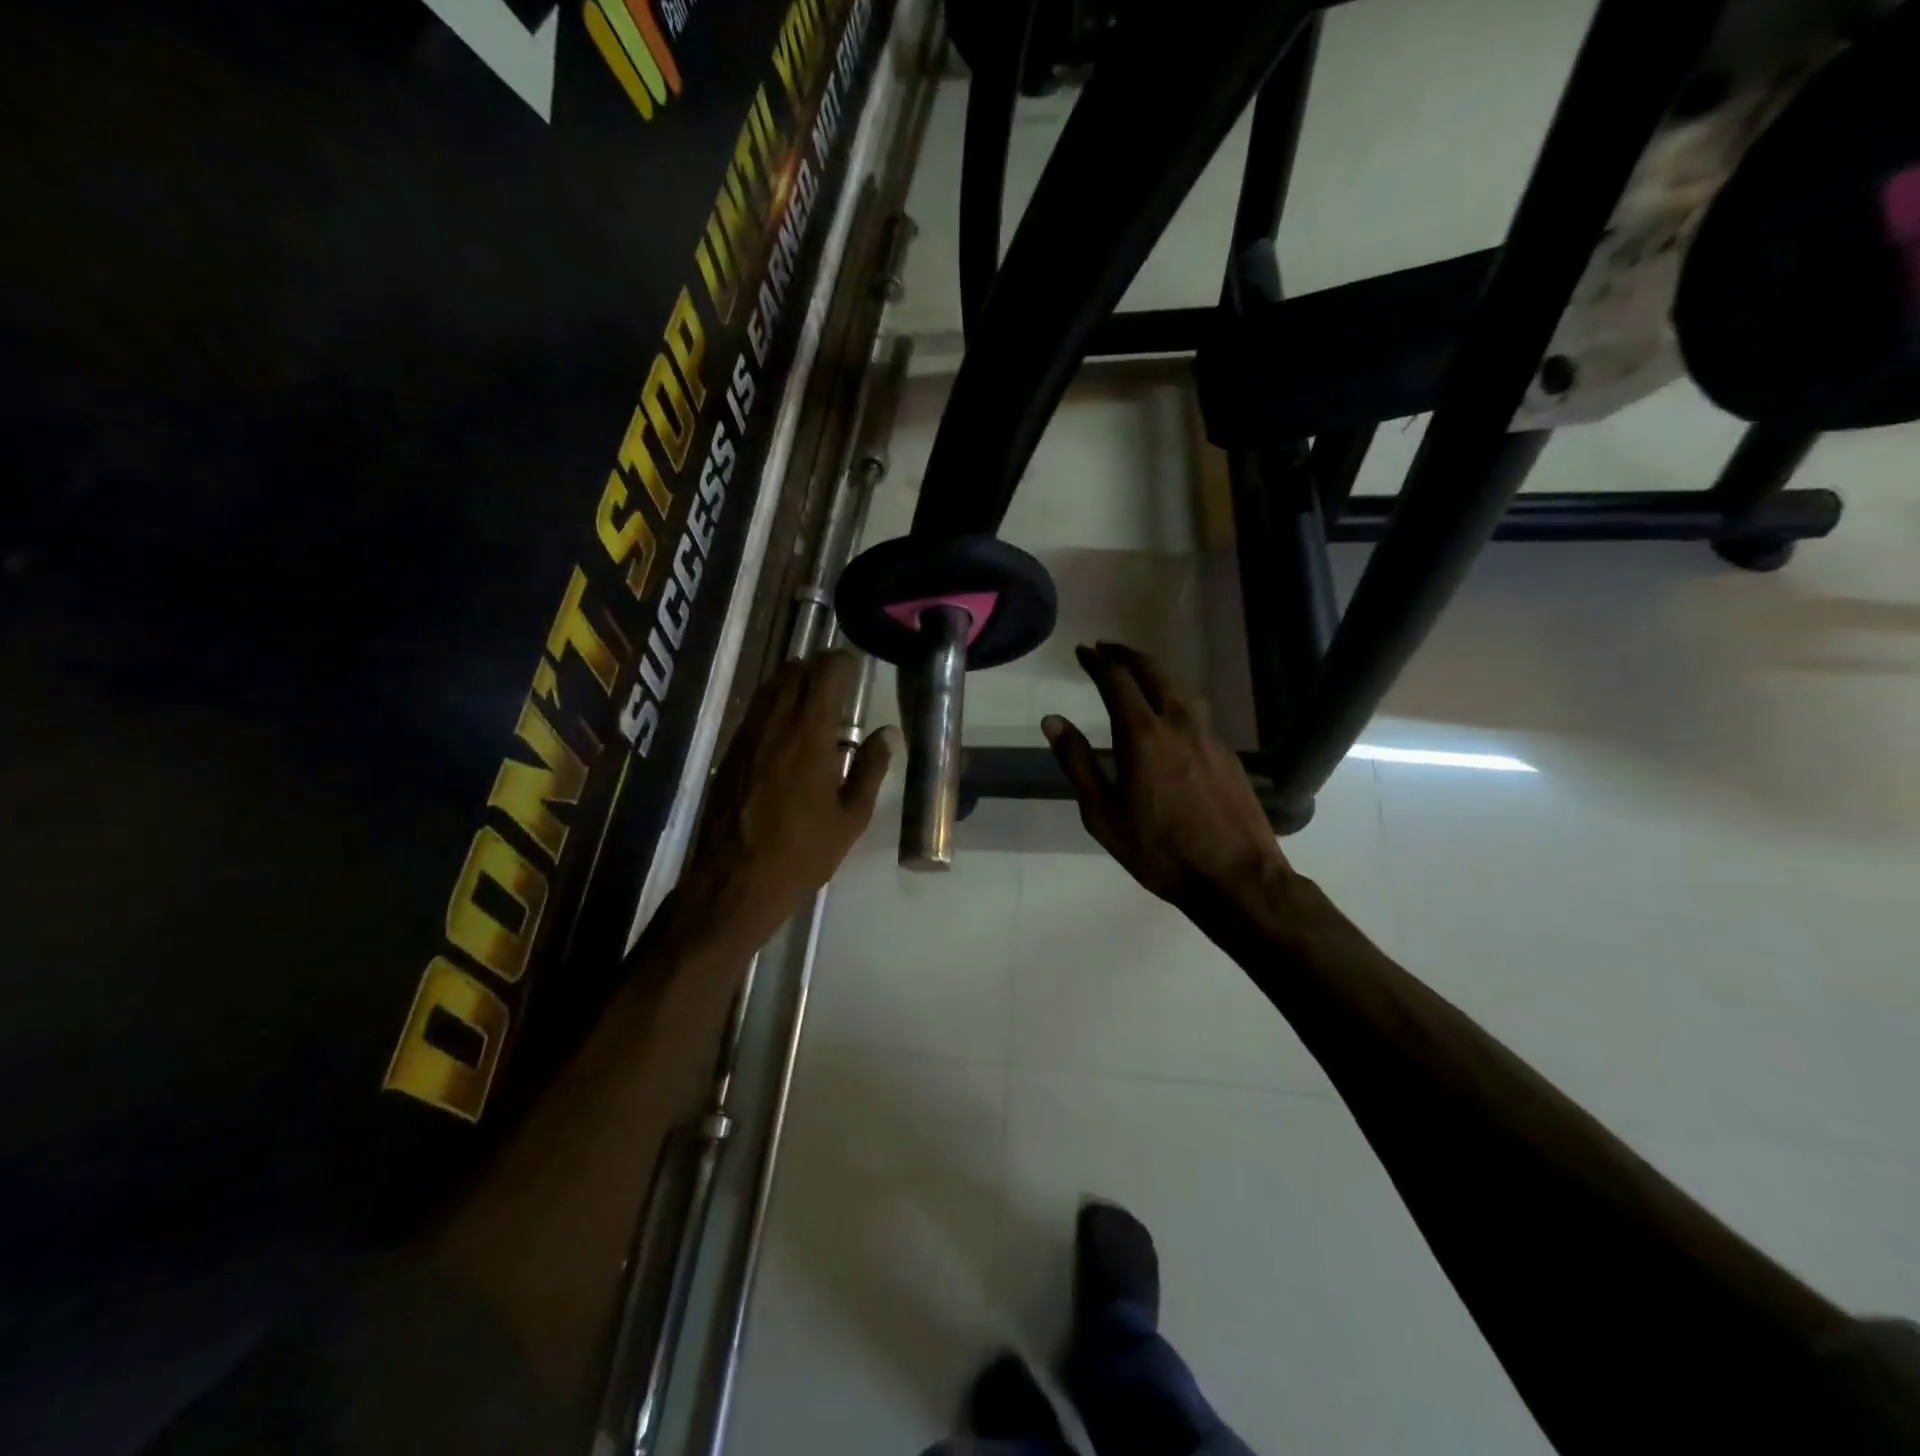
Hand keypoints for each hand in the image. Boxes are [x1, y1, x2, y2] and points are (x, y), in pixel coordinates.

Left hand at [677, 650, 898, 955]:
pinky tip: (786, 723)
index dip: (840, 662)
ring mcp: (746, 737)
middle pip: (792, 673)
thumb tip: (887, 732)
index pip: (824, 675)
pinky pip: (754, 711)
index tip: (855, 663)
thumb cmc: (802, 853)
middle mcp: (774, 724)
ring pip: (768, 689)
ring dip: (792, 680)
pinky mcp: (729, 754)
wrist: (734, 882)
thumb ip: (870, 769)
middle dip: (816, 665)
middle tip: (838, 675)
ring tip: (813, 692)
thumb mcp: (850, 817)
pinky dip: (773, 702)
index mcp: (809, 735)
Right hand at [1042, 641, 1290, 910]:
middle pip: (1153, 671)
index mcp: (1142, 735)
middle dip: (1127, 655)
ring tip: (1138, 672)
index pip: (1116, 680)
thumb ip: (1078, 763)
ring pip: (1180, 686)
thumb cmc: (1159, 851)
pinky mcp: (1227, 752)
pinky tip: (1171, 711)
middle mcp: (1178, 723)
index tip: (1083, 651)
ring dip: (1155, 671)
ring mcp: (1208, 735)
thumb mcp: (1103, 814)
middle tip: (1107, 649)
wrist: (1236, 877)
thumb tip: (1053, 720)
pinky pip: (1196, 708)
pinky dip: (1176, 695)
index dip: (1097, 661)